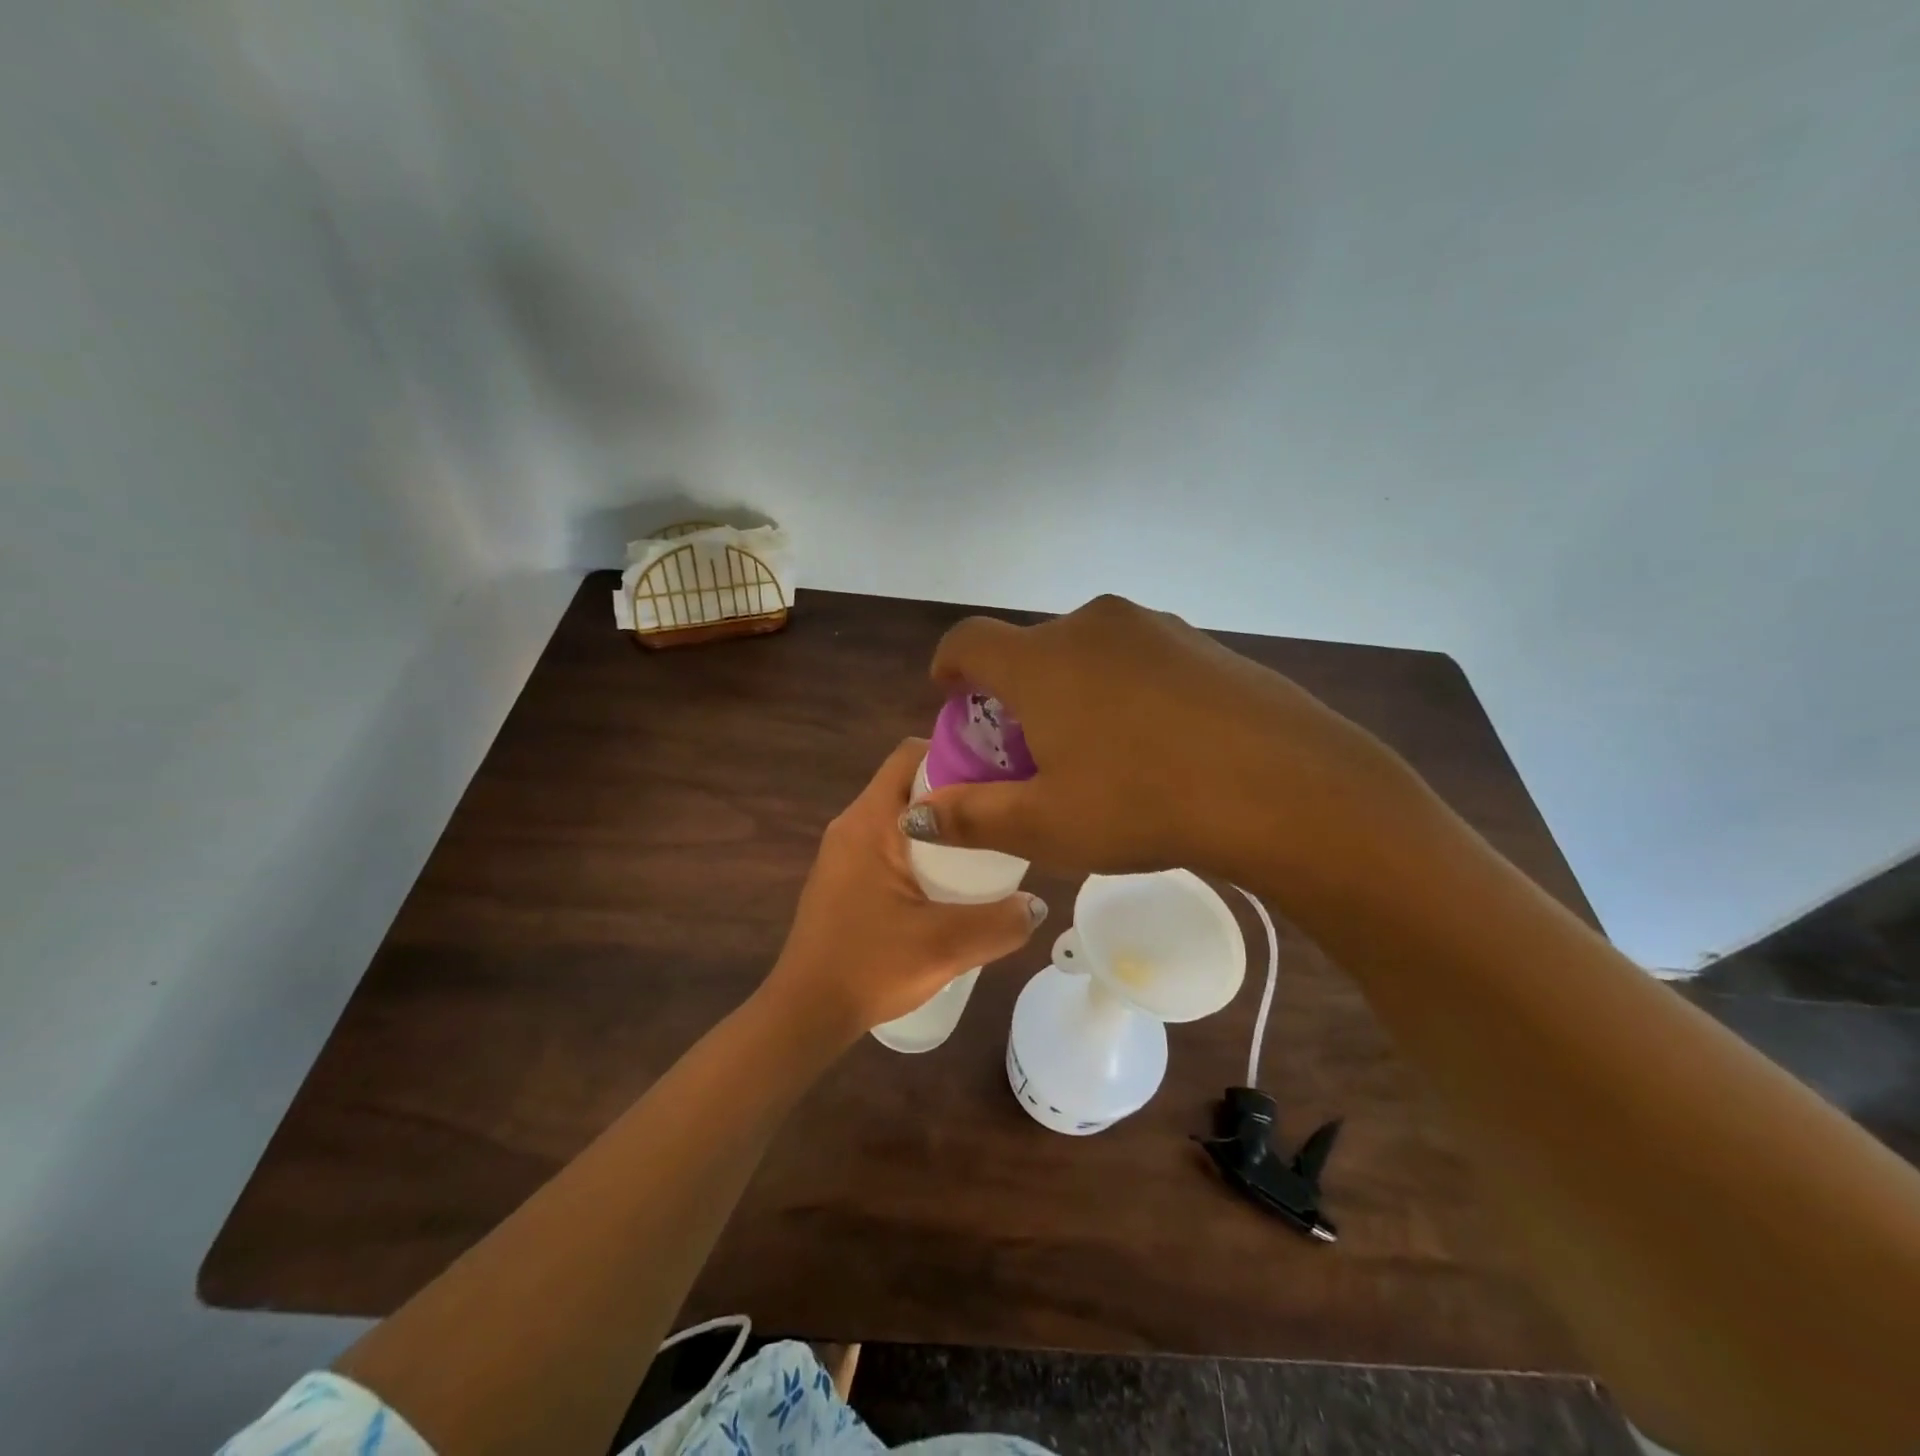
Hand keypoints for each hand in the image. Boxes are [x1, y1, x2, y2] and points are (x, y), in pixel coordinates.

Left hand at [764, 739, 1047, 1038]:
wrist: (805, 1014)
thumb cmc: (869, 967)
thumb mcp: (946, 945)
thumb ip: (1001, 923)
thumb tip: (1036, 903)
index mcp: (869, 822)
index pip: (910, 754)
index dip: (956, 753)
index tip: (997, 772)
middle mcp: (851, 825)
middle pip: (909, 783)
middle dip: (955, 792)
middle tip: (1000, 813)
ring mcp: (844, 853)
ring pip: (900, 816)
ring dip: (940, 825)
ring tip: (984, 848)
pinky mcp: (844, 879)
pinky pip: (889, 844)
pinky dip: (921, 849)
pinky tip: (948, 884)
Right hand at [906, 594, 1423, 896]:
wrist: (1284, 786)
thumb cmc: (1143, 804)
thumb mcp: (1045, 825)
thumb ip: (971, 816)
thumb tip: (918, 814)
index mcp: (1042, 660)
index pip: (969, 640)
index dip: (949, 666)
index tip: (951, 696)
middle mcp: (1091, 626)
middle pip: (1030, 649)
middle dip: (1014, 692)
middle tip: (1027, 748)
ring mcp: (1154, 628)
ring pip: (1087, 653)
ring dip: (1070, 690)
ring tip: (1093, 749)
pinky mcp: (1202, 642)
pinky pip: (1138, 659)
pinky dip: (1121, 689)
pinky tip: (1153, 742)